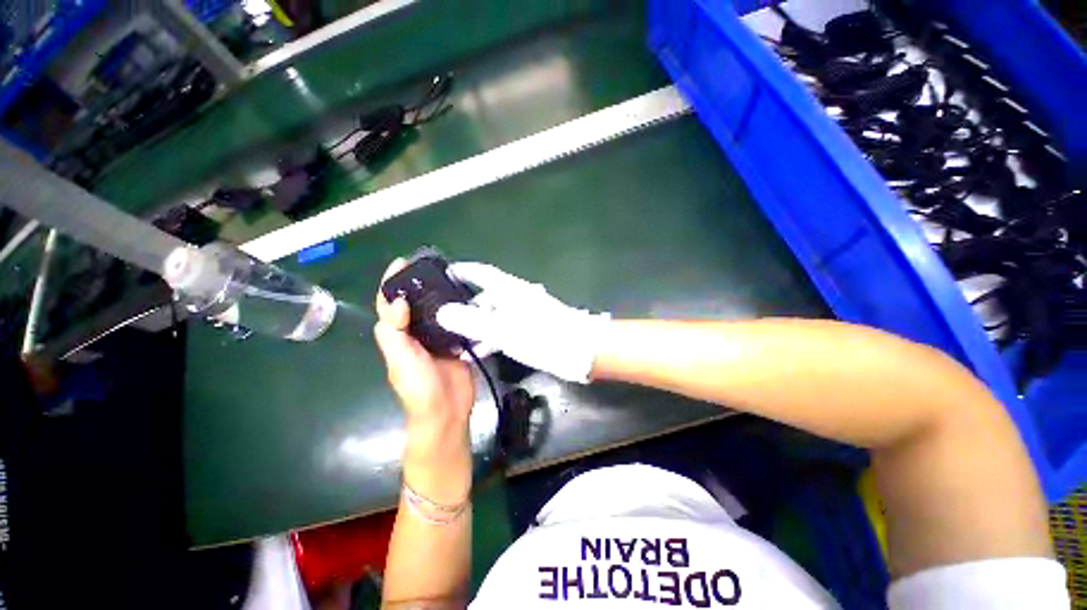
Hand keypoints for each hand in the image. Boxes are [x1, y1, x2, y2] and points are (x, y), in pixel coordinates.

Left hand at [373, 259, 474, 431]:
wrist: (447, 410)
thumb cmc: (418, 387)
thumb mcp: (400, 359)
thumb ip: (394, 331)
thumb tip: (398, 299)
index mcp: (398, 335)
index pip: (390, 304)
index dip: (392, 282)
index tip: (403, 262)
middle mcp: (417, 332)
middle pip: (416, 303)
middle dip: (421, 283)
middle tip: (436, 266)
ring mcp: (439, 337)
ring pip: (438, 310)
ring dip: (443, 294)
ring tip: (455, 277)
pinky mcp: (458, 341)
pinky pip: (458, 321)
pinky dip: (461, 309)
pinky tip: (470, 298)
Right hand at [436, 262, 609, 382]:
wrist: (580, 350)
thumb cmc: (541, 336)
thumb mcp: (502, 329)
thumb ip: (472, 321)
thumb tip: (442, 312)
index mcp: (509, 289)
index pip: (481, 273)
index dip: (462, 271)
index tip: (444, 273)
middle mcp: (516, 297)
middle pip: (485, 297)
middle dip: (465, 308)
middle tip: (443, 320)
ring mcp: (525, 313)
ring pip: (494, 316)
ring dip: (476, 327)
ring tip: (455, 342)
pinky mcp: (532, 328)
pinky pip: (504, 329)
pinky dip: (491, 338)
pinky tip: (478, 352)